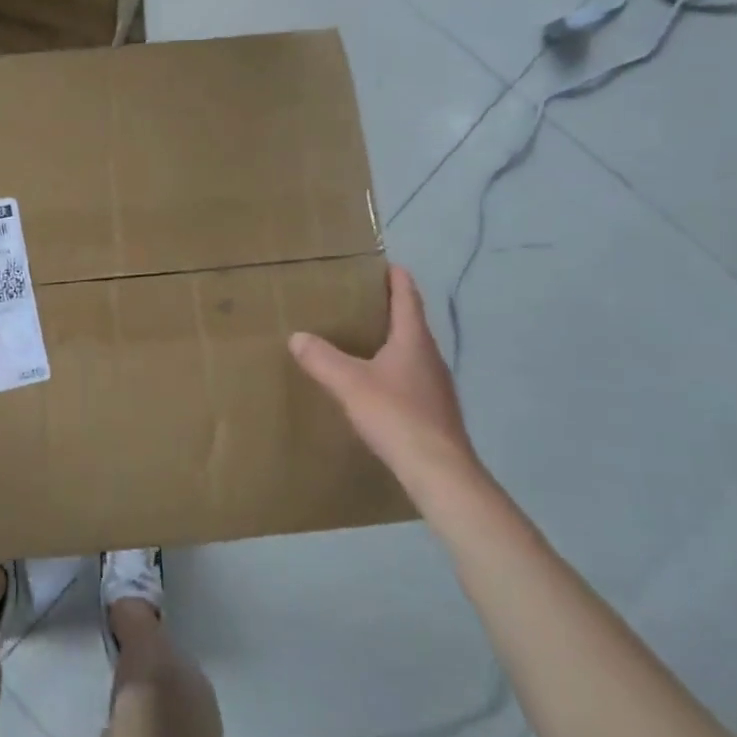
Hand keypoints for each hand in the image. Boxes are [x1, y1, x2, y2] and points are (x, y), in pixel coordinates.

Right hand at [289, 264, 481, 498]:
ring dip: (393, 342)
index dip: (398, 279)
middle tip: (362, 300)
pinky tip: (377, 385)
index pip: (408, 299)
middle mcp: (430, 358)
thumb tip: (297, 336)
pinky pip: (412, 379)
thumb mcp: (349, 383)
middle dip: (391, 310)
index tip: (387, 264)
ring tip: (364, 340)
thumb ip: (321, 358)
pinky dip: (395, 371)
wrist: (439, 473)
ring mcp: (437, 387)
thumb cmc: (396, 416)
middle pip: (412, 325)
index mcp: (413, 341)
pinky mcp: (435, 412)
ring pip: (413, 354)